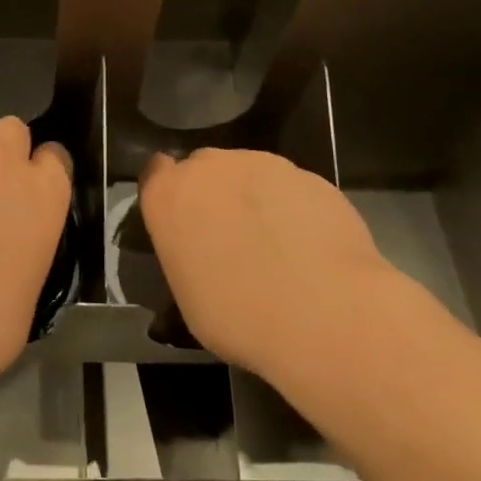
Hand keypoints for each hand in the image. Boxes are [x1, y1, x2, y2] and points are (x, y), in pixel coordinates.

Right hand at [138, 148, 405, 388]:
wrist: (324, 314)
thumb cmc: (238, 316)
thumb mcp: (187, 295)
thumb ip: (187, 254)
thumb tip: (203, 252)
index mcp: (168, 194)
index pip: (156, 173)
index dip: (171, 194)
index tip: (184, 221)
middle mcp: (211, 167)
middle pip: (205, 168)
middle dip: (214, 193)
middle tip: (230, 237)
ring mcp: (264, 165)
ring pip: (251, 174)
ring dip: (255, 198)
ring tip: (278, 245)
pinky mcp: (310, 176)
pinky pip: (292, 188)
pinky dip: (295, 208)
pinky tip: (311, 248)